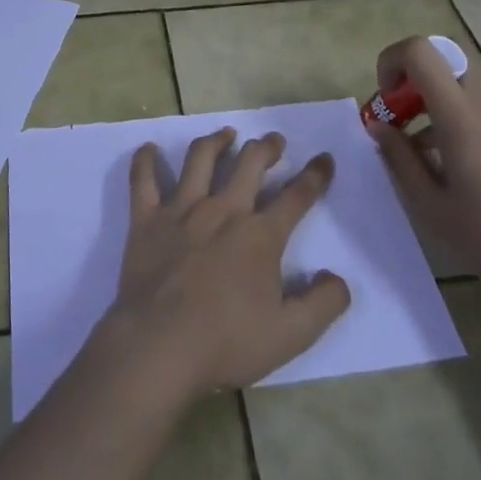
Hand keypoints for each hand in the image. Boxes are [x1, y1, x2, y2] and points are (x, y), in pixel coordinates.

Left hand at [105, 127, 350, 400]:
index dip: (315, 176)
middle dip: (267, 148)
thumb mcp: (291, 335)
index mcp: (260, 236)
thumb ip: (323, 304)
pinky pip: (143, 179)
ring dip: (217, 141)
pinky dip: (145, 160)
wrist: (160, 345)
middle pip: (250, 164)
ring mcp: (182, 209)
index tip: (324, 159)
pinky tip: (149, 148)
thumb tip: (337, 277)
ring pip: (201, 158)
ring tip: (226, 134)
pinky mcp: (147, 218)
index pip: (296, 197)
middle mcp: (223, 210)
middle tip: (274, 141)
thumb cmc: (227, 342)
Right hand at [366, 36, 480, 305]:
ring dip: (434, 97)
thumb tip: (378, 126)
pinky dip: (458, 116)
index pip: (421, 51)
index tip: (385, 100)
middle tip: (400, 116)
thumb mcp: (431, 206)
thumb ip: (399, 158)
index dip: (392, 61)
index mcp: (462, 117)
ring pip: (464, 81)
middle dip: (412, 77)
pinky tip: (454, 165)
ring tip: (420, 148)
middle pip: (445, 58)